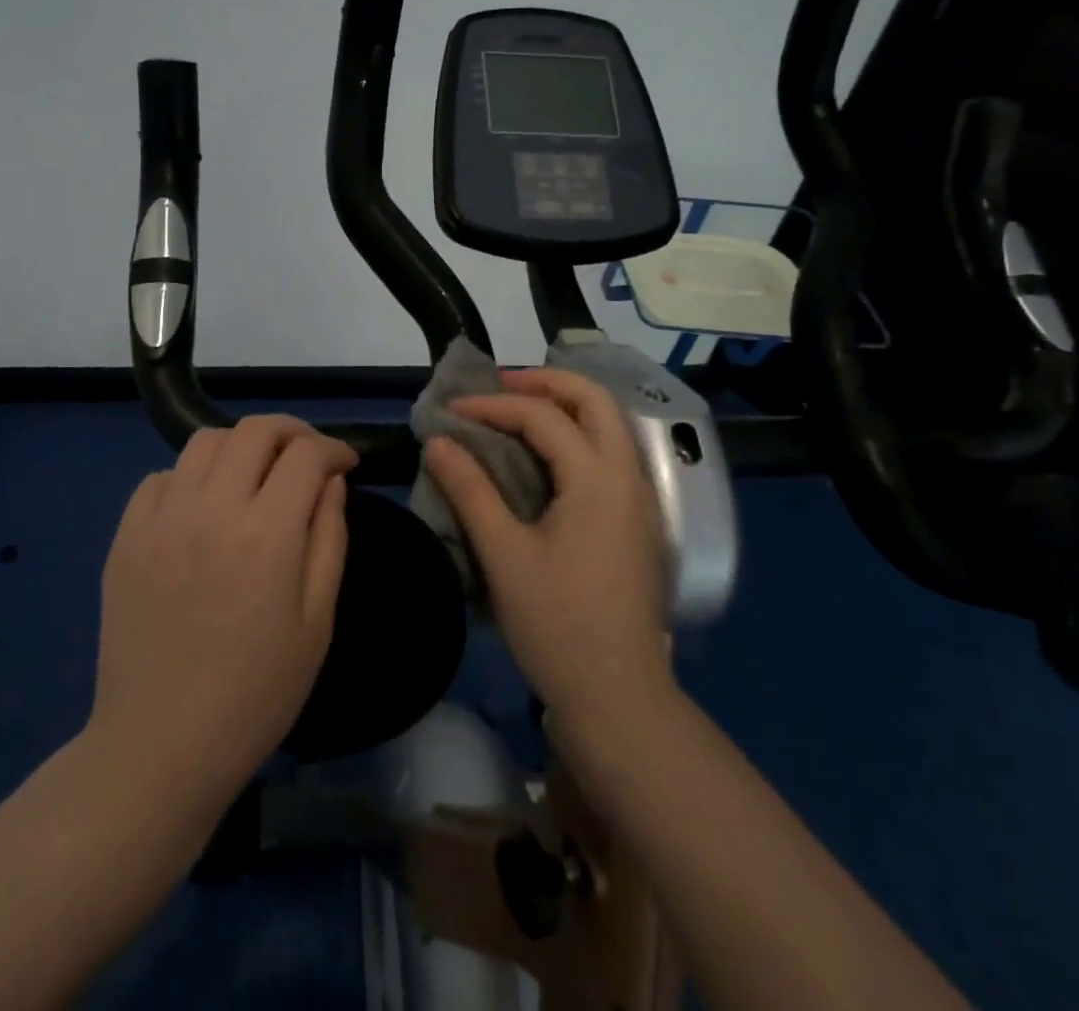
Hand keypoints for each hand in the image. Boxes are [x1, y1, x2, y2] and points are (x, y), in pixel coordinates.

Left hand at [89, 416, 353, 817]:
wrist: (161, 745)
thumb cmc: (256, 692)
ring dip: (240, 446)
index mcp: (267, 534)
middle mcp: (212, 509)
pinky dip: (191, 476)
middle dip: (291, 431)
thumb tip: (330, 481)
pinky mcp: (126, 536)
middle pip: (254, 430)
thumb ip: (329, 538)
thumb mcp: (317, 621)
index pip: (306, 454)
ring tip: (255, 475)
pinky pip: (161, 477)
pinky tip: (203, 506)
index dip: (334, 448)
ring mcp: (162, 518)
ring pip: (204, 441)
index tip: (345, 462)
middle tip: (306, 456)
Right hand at [423, 369, 672, 736]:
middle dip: (545, 381)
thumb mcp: (504, 556)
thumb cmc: (557, 625)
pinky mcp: (638, 521)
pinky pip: (610, 453)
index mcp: (598, 480)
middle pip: (595, 400)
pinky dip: (577, 434)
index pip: (544, 417)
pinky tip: (545, 455)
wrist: (619, 697)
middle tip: (497, 387)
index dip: (493, 406)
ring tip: (516, 411)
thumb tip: (438, 441)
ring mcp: (640, 499)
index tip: (450, 412)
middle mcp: (628, 477)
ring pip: (609, 424)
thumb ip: (470, 491)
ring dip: (565, 405)